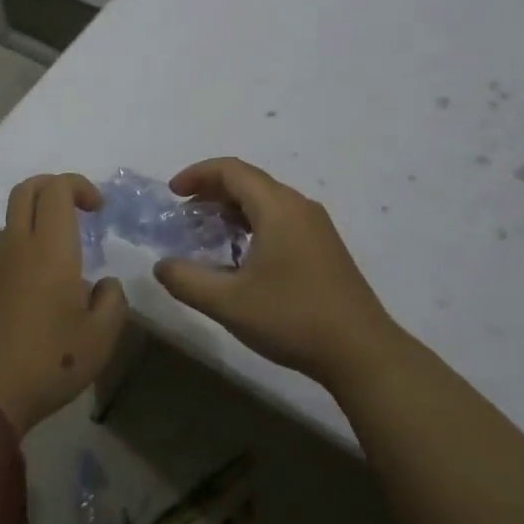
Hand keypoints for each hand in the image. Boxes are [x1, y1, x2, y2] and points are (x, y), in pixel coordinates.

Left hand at [0, 173, 128, 434]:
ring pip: (13, 221)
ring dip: (39, 221)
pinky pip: (5, 252)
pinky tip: (41, 291)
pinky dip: (25, 250)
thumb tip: (104, 284)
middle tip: (78, 210)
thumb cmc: (51, 362)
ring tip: (65, 257)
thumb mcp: (102, 337)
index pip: (57, 189)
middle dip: (53, 186)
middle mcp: (18, 247)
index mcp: (50, 250)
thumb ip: (112, 301)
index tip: (98, 210)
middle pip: (26, 190)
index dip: (79, 186)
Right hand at [152, 157, 401, 382]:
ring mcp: (316, 227)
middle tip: (184, 214)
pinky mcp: (324, 247)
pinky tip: (240, 255)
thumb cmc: (292, 318)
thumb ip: (187, 280)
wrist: (361, 351)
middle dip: (212, 191)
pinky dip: (252, 224)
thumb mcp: (228, 303)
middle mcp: (299, 207)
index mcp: (278, 208)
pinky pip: (281, 219)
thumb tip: (162, 266)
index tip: (172, 193)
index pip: (232, 171)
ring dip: (232, 209)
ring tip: (206, 233)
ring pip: (266, 201)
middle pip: (250, 182)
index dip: (198, 174)